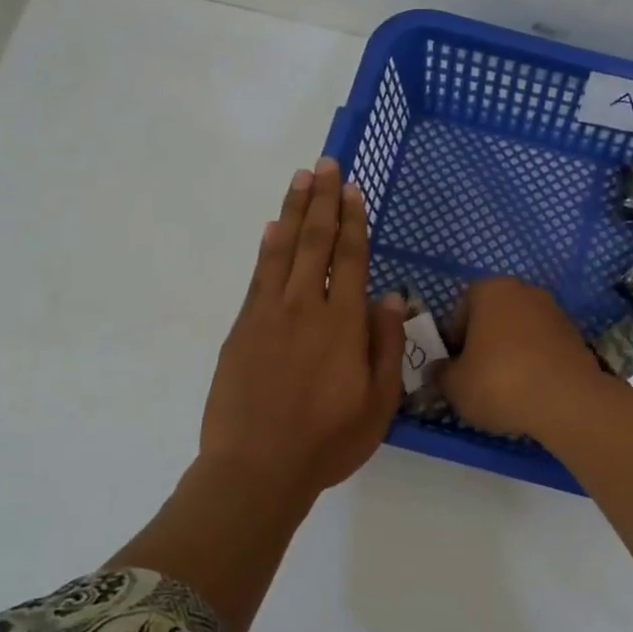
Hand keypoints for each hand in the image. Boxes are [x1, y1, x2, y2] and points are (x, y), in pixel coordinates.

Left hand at [200, 159, 404, 501]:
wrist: (256, 467)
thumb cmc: (328, 440)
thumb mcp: (379, 402)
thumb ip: (386, 344)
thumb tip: (390, 296)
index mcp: (343, 324)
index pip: (351, 258)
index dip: (353, 221)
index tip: (353, 189)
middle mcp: (305, 307)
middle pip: (316, 242)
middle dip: (323, 201)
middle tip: (325, 164)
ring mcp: (268, 315)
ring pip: (283, 250)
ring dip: (293, 211)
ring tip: (300, 178)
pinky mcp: (241, 329)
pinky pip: (258, 276)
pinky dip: (266, 247)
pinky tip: (271, 228)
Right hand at [436, 277, 604, 437]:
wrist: (567, 401)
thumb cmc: (499, 382)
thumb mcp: (455, 385)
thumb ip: (440, 373)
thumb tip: (438, 370)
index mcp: (491, 289)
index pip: (462, 307)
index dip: (455, 338)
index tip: (457, 365)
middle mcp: (524, 291)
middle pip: (493, 317)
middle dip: (484, 343)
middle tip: (478, 376)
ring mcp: (554, 311)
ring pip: (520, 332)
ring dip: (510, 353)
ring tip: (506, 389)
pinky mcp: (575, 336)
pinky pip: (543, 347)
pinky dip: (534, 363)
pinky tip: (531, 390)